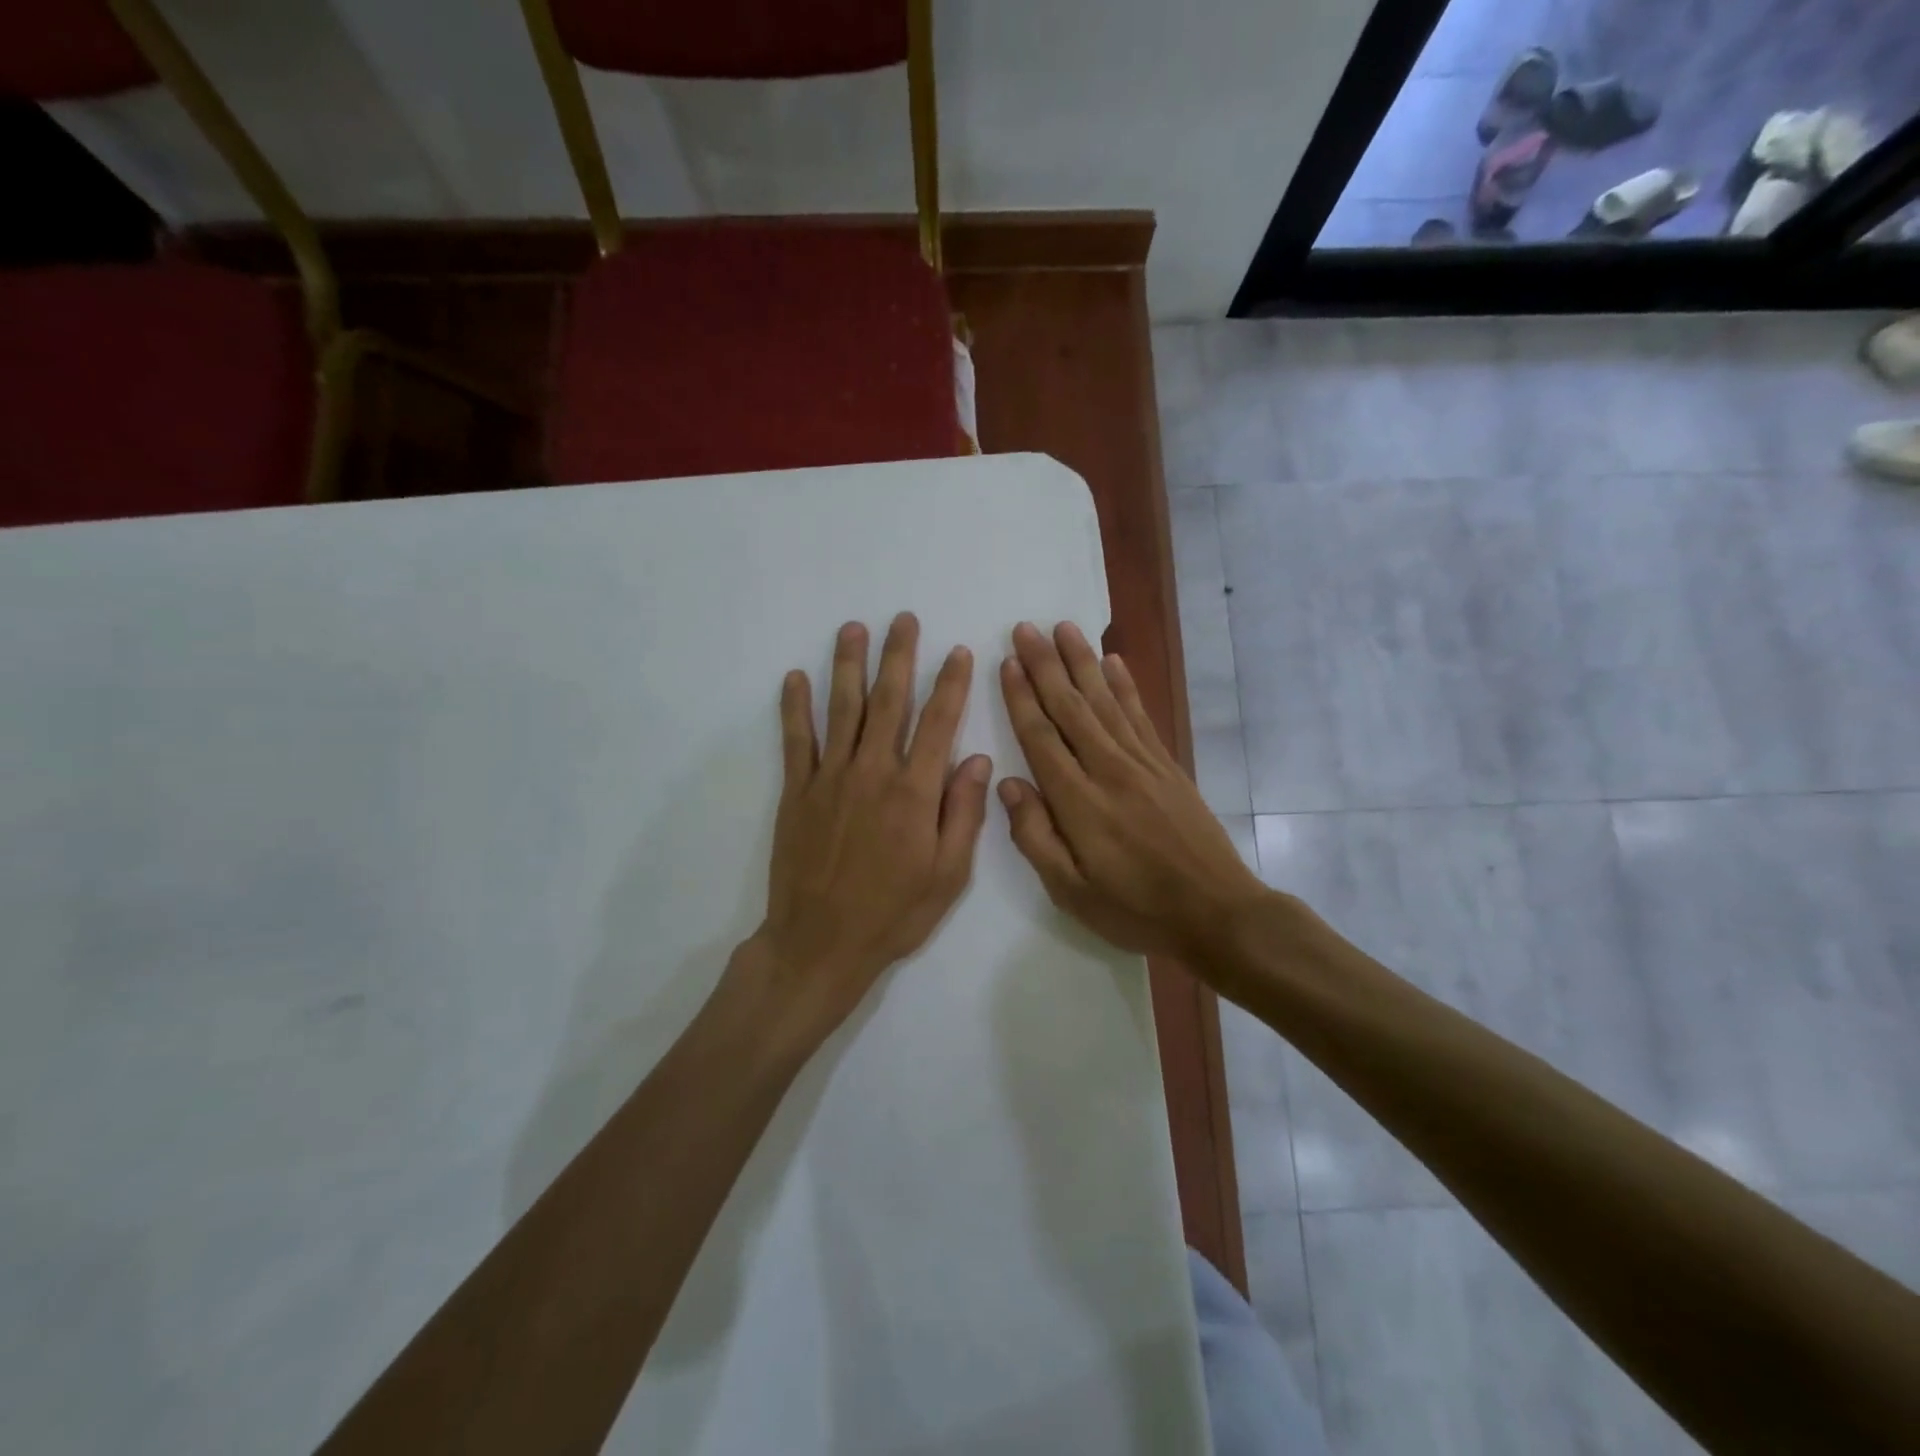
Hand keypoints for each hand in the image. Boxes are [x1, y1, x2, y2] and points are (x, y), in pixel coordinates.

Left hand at [743, 613, 991, 1047]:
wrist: (820, 944)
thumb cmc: (893, 914)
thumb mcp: (948, 875)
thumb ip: (963, 813)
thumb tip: (977, 760)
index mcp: (915, 792)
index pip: (938, 723)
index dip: (950, 684)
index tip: (957, 651)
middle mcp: (873, 772)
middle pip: (889, 702)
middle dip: (899, 656)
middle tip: (903, 619)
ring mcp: (829, 779)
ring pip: (842, 709)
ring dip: (848, 666)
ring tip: (852, 629)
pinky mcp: (796, 792)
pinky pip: (796, 741)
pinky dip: (795, 707)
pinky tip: (795, 677)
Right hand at [997, 621, 1271, 961]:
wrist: (1215, 911)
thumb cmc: (1135, 908)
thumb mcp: (1071, 891)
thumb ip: (1035, 836)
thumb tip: (1008, 784)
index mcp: (1078, 801)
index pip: (1041, 736)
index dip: (1021, 697)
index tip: (1007, 661)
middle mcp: (1108, 768)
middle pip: (1070, 706)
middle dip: (1045, 665)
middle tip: (1026, 627)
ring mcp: (1142, 762)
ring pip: (1105, 700)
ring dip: (1082, 661)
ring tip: (1064, 627)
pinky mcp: (1166, 765)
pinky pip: (1140, 714)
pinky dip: (1125, 685)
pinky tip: (1115, 660)